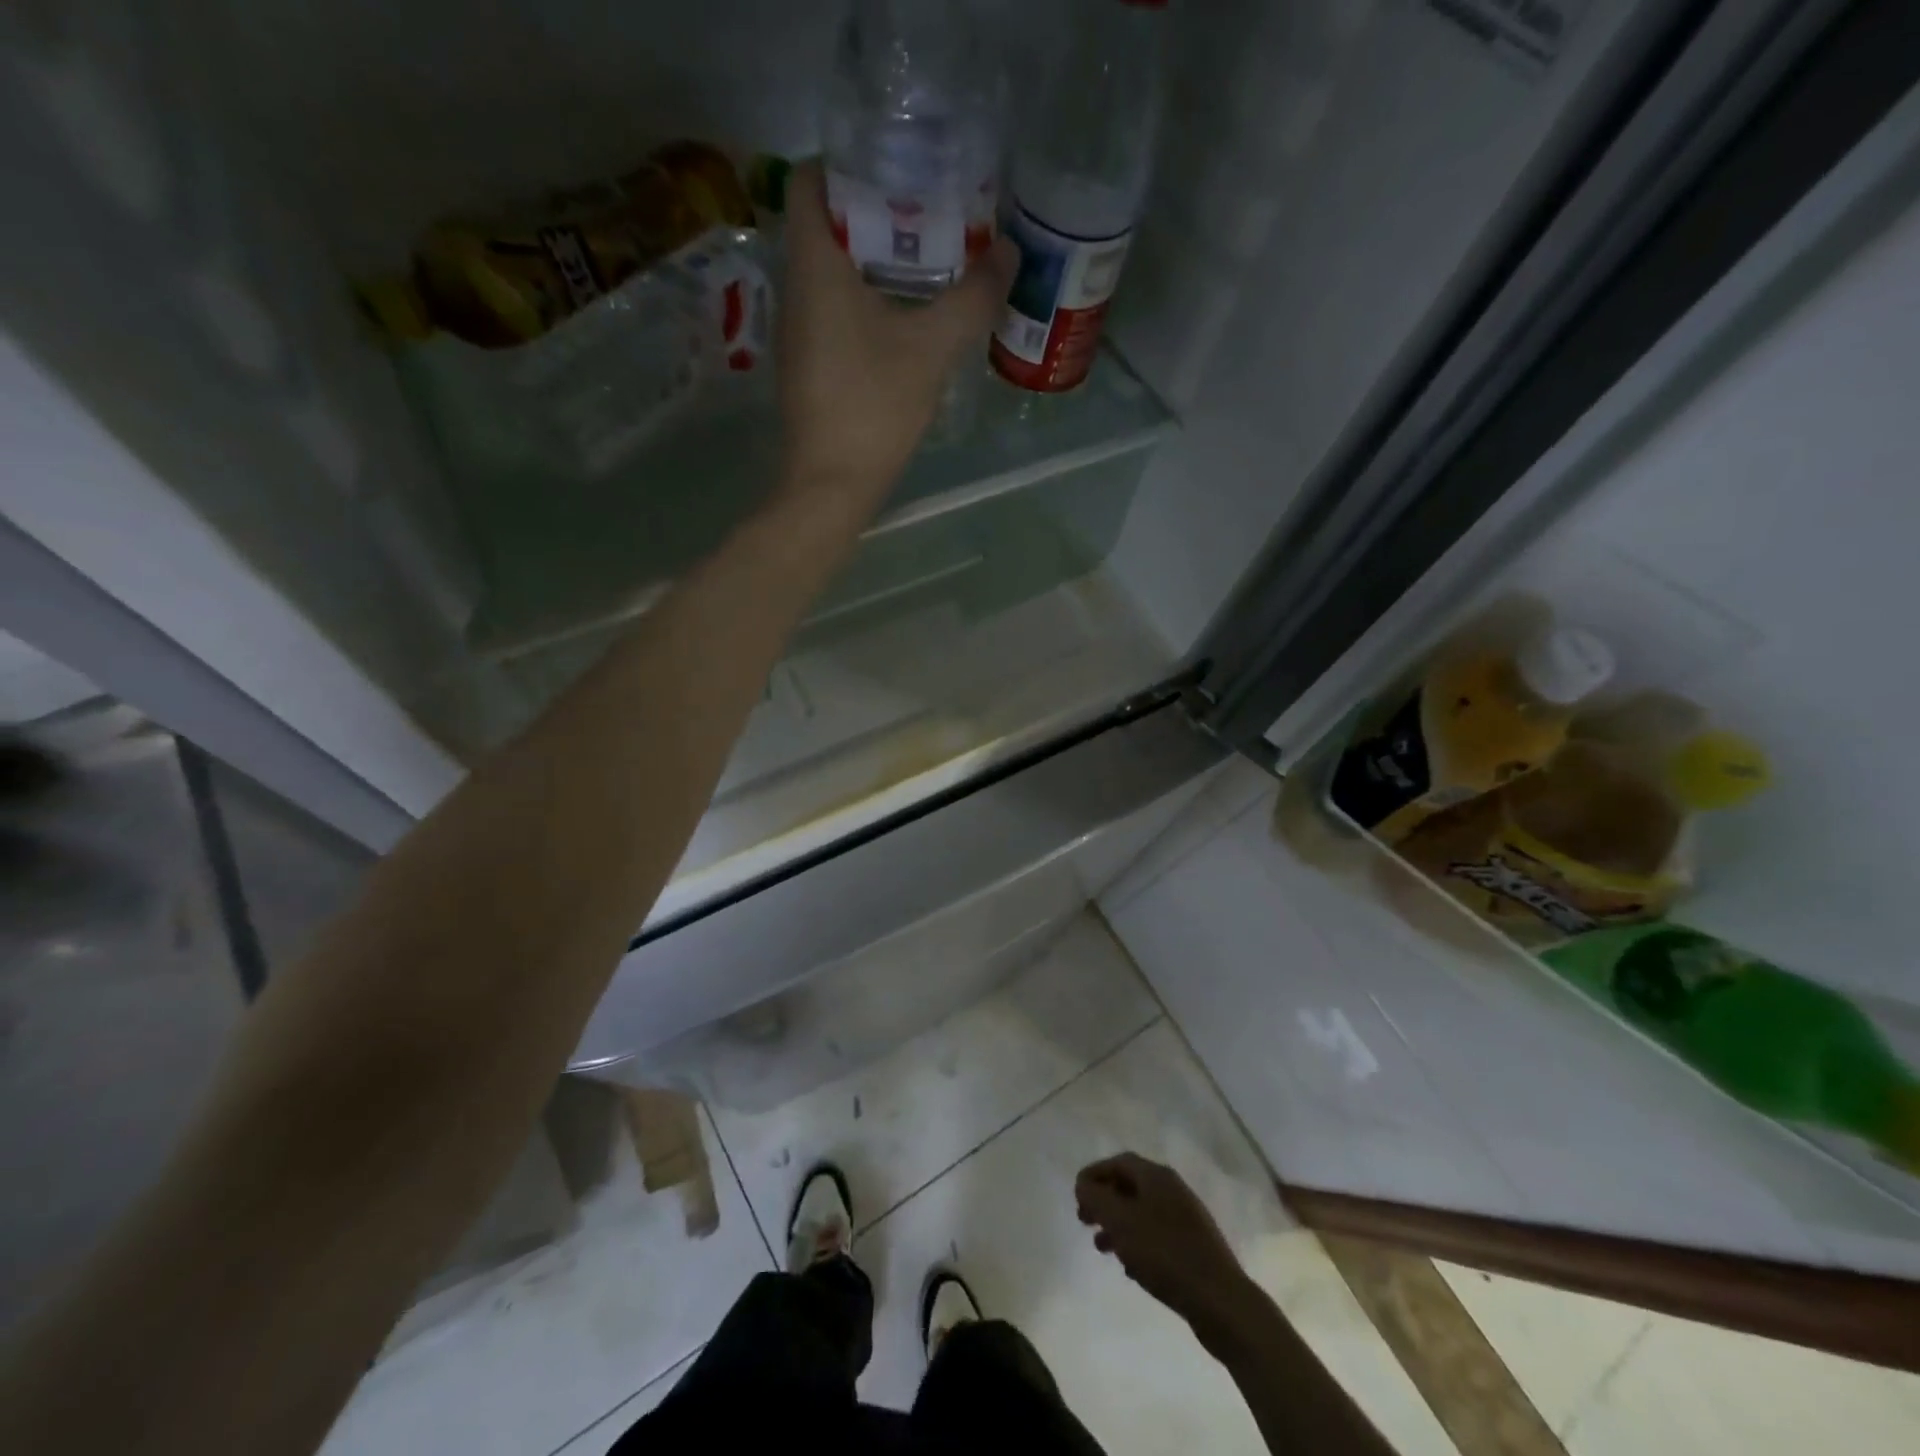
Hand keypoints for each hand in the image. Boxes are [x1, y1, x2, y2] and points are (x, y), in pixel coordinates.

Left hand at [775, 161, 1018, 510]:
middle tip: (930, 215)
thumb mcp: (931, 348)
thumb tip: (1009, 255)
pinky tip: (906, 321)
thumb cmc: (873, 406)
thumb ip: (972, 298)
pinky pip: (835, 313)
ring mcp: (799, 332)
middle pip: (825, 224)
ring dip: (874, 261)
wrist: (831, 486)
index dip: (847, 162)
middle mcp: (796, 290)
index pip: (808, 179)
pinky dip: (867, 303)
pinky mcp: (810, 367)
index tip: (897, 169)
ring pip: (832, 273)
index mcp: (813, 266)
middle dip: (875, 211)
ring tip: (928, 264)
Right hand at [1076, 1153, 1253, 1331]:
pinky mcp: (1194, 1247)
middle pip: (1130, 1185)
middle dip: (1104, 1200)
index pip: (1119, 1162)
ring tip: (1102, 1247)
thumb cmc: (1165, 1254)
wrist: (1221, 1301)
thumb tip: (1083, 1183)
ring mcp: (1187, 1218)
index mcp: (1157, 1176)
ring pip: (1142, 1212)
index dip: (1094, 1174)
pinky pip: (1157, 1235)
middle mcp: (1173, 1190)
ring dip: (1118, 1224)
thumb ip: (1096, 1198)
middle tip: (1084, 1220)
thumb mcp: (1121, 1222)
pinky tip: (1130, 1267)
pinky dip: (1137, 1243)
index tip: (1076, 1194)